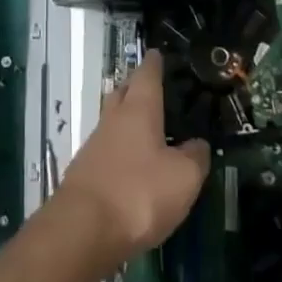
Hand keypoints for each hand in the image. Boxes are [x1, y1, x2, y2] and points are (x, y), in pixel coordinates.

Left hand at [53, 58, 208, 267]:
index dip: (153, 63)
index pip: (146, 75)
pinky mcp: (85, 171)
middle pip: (123, 92)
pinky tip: (130, 161)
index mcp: (139, 110)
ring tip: (145, 125)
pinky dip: (120, 146)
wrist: (83, 228)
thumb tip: (198, 144)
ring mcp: (95, 144)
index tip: (157, 53)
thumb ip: (194, 157)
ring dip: (126, 117)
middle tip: (151, 85)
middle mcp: (113, 119)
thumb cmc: (138, 193)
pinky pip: (106, 147)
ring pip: (113, 119)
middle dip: (136, 85)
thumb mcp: (182, 178)